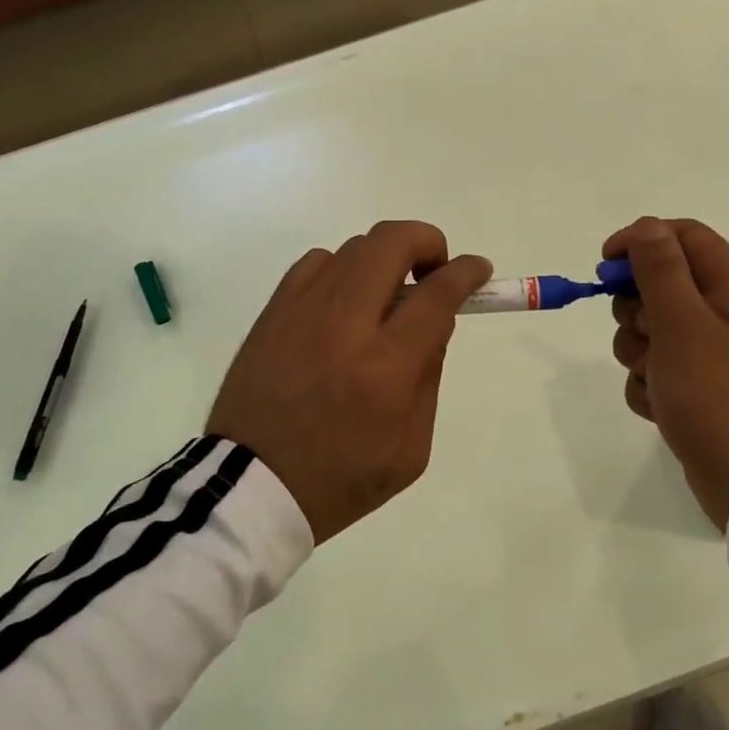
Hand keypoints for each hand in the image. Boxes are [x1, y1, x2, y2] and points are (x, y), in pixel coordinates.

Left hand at [207, 221, 492, 542]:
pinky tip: (344, 302)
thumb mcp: (410, 447)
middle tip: (433, 271)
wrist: (250, 487)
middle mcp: (345, 324)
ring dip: (385, 260)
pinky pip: (317, 262)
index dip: (466, 271)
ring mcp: (303, 310)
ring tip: (386, 297)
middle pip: (393, 242)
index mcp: (386, 367)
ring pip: (356, 247)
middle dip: (427, 242)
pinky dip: (343, 269)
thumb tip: (437, 317)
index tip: (478, 269)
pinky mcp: (273, 311)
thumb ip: (430, 373)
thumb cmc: (340, 478)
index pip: (437, 292)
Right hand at [604, 217, 728, 530]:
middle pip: (660, 282)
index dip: (639, 242)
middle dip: (635, 307)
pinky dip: (649, 384)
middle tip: (644, 333)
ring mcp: (713, 351)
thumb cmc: (719, 392)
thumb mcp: (682, 322)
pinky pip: (657, 368)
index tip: (604, 265)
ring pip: (651, 328)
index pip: (679, 235)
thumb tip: (645, 227)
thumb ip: (660, 268)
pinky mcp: (700, 386)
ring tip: (655, 378)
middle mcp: (725, 310)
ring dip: (638, 350)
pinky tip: (660, 406)